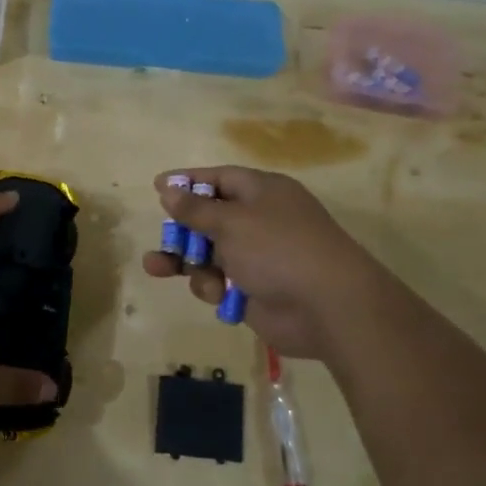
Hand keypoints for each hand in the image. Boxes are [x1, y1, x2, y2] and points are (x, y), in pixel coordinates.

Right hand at [141, 166, 391, 363]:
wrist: (328, 307)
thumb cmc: (279, 249)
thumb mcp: (232, 222)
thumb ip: (196, 209)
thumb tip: (169, 189)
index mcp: (262, 192)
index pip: (219, 178)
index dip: (188, 182)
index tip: (157, 186)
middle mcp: (260, 221)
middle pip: (210, 218)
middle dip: (182, 229)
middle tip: (161, 236)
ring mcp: (257, 257)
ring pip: (209, 254)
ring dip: (186, 261)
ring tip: (156, 267)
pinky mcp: (254, 291)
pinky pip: (220, 283)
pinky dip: (212, 287)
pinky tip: (214, 293)